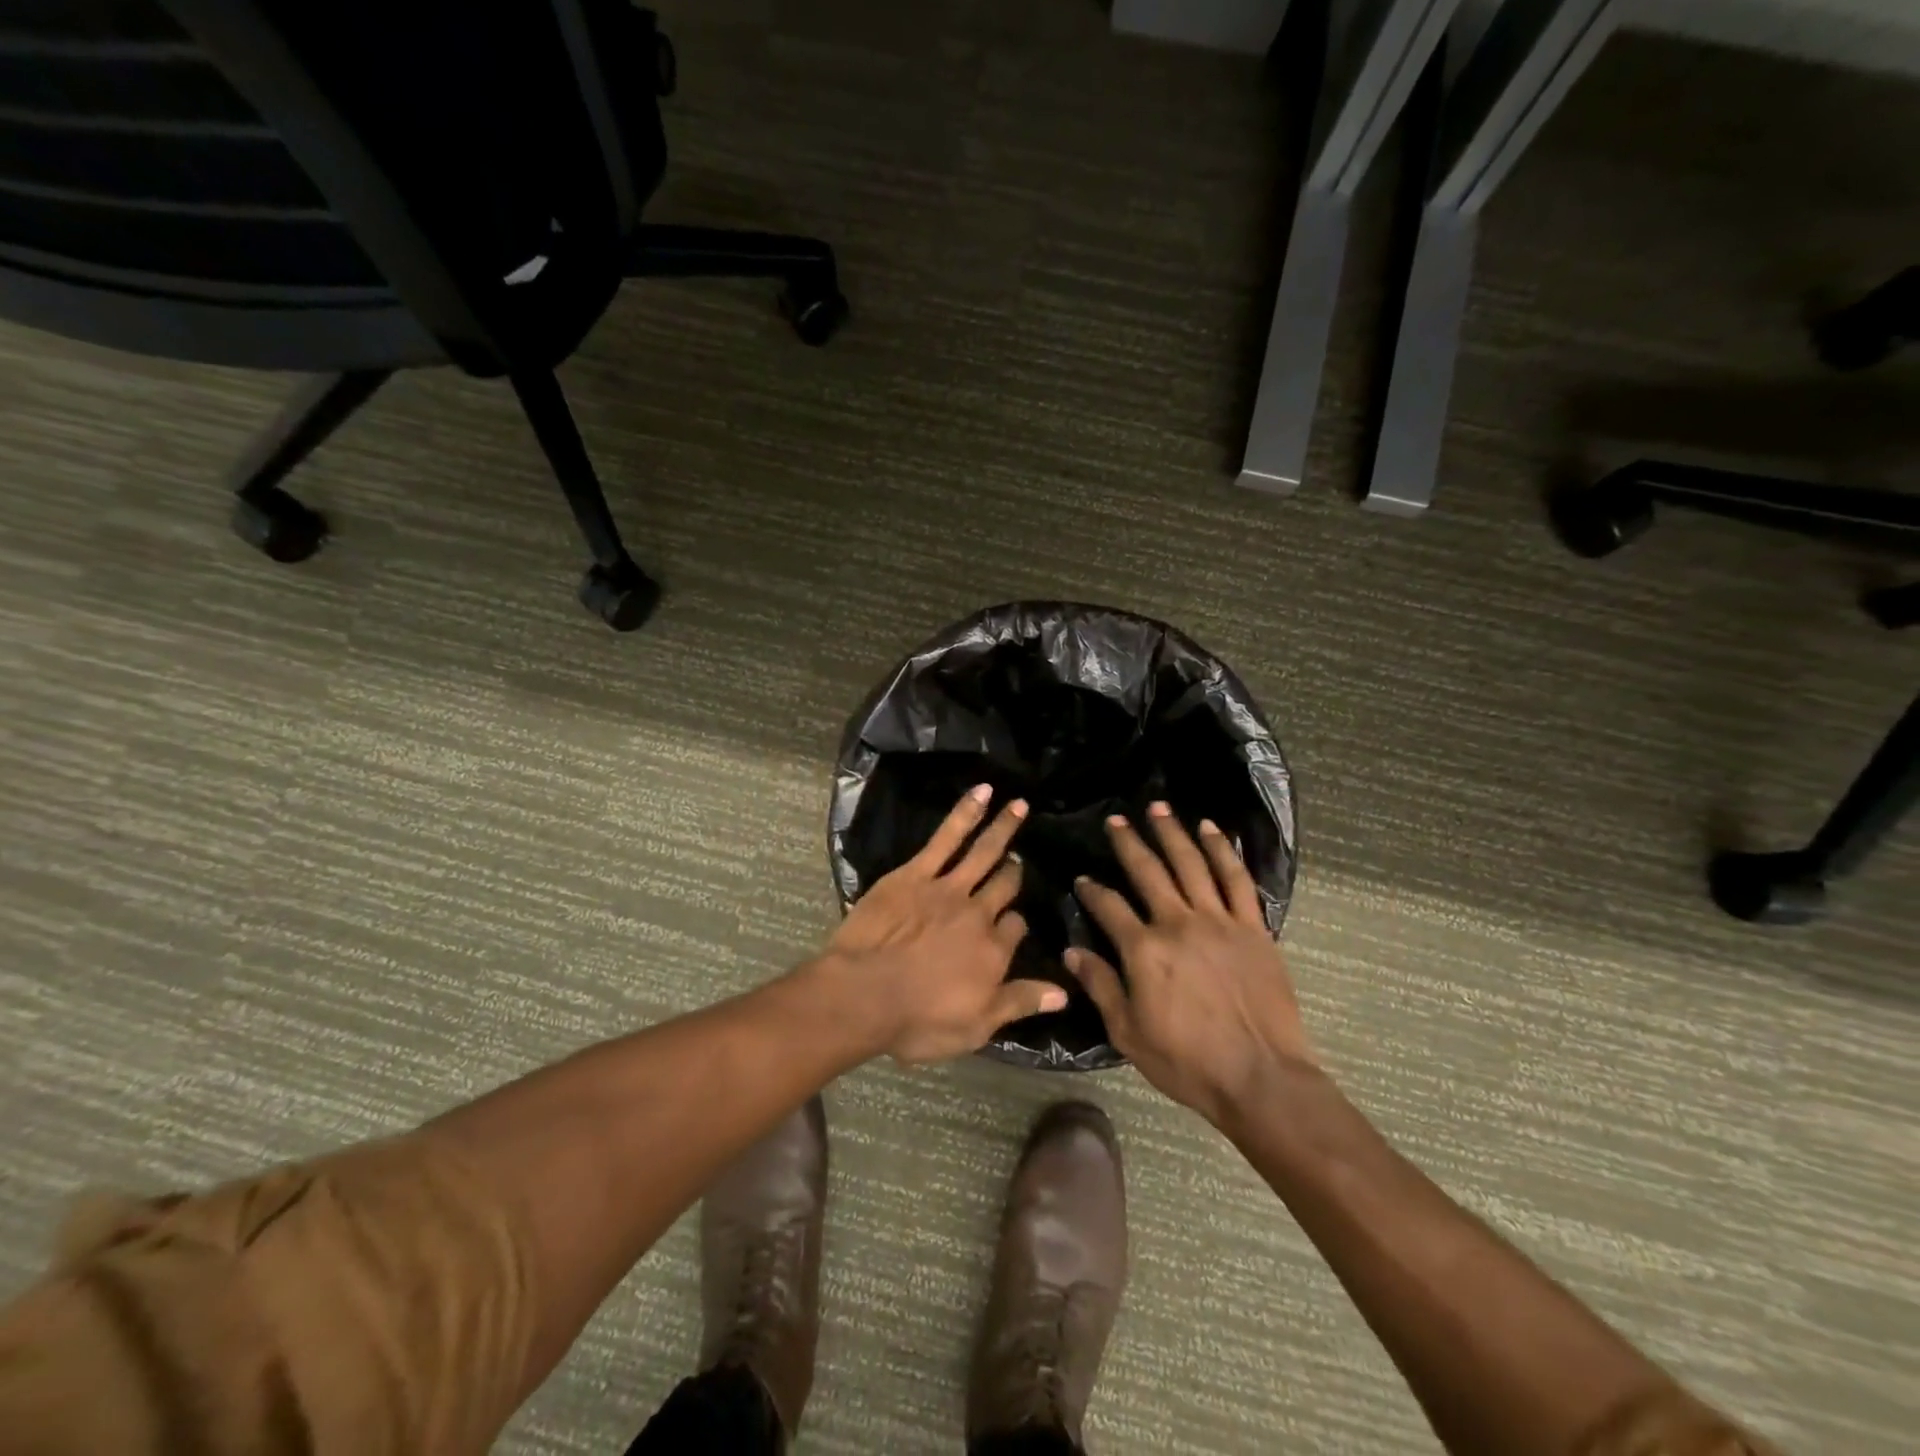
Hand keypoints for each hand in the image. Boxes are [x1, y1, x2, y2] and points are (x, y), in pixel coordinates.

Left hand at [814, 785, 1066, 1064]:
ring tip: (1020, 806)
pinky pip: (947, 837)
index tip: (1013, 924)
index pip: (1016, 929)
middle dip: (1013, 873)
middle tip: (1018, 863)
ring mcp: (948, 888)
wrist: (864, 994)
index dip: (1016, 926)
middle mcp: (978, 914)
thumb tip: (1064, 993)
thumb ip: (1020, 1003)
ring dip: (1005, 828)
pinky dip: (967, 813)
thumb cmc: (918, 1020)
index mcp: (993, 952)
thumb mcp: (976, 1027)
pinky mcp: (917, 873)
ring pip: (984, 853)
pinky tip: (983, 793)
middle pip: (1004, 887)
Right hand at [1066, 802, 1314, 1123]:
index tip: (1082, 879)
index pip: (1109, 907)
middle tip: (1116, 820)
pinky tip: (1212, 829)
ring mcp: (1219, 921)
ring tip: (1159, 808)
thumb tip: (1071, 951)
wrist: (1261, 1077)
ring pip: (1191, 863)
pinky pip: (1237, 879)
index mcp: (1143, 950)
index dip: (1092, 891)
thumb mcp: (1128, 1033)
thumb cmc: (1187, 1061)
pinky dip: (1223, 850)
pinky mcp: (1252, 927)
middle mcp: (1178, 923)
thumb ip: (1100, 986)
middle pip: (1149, 871)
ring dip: (1173, 832)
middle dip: (1129, 842)